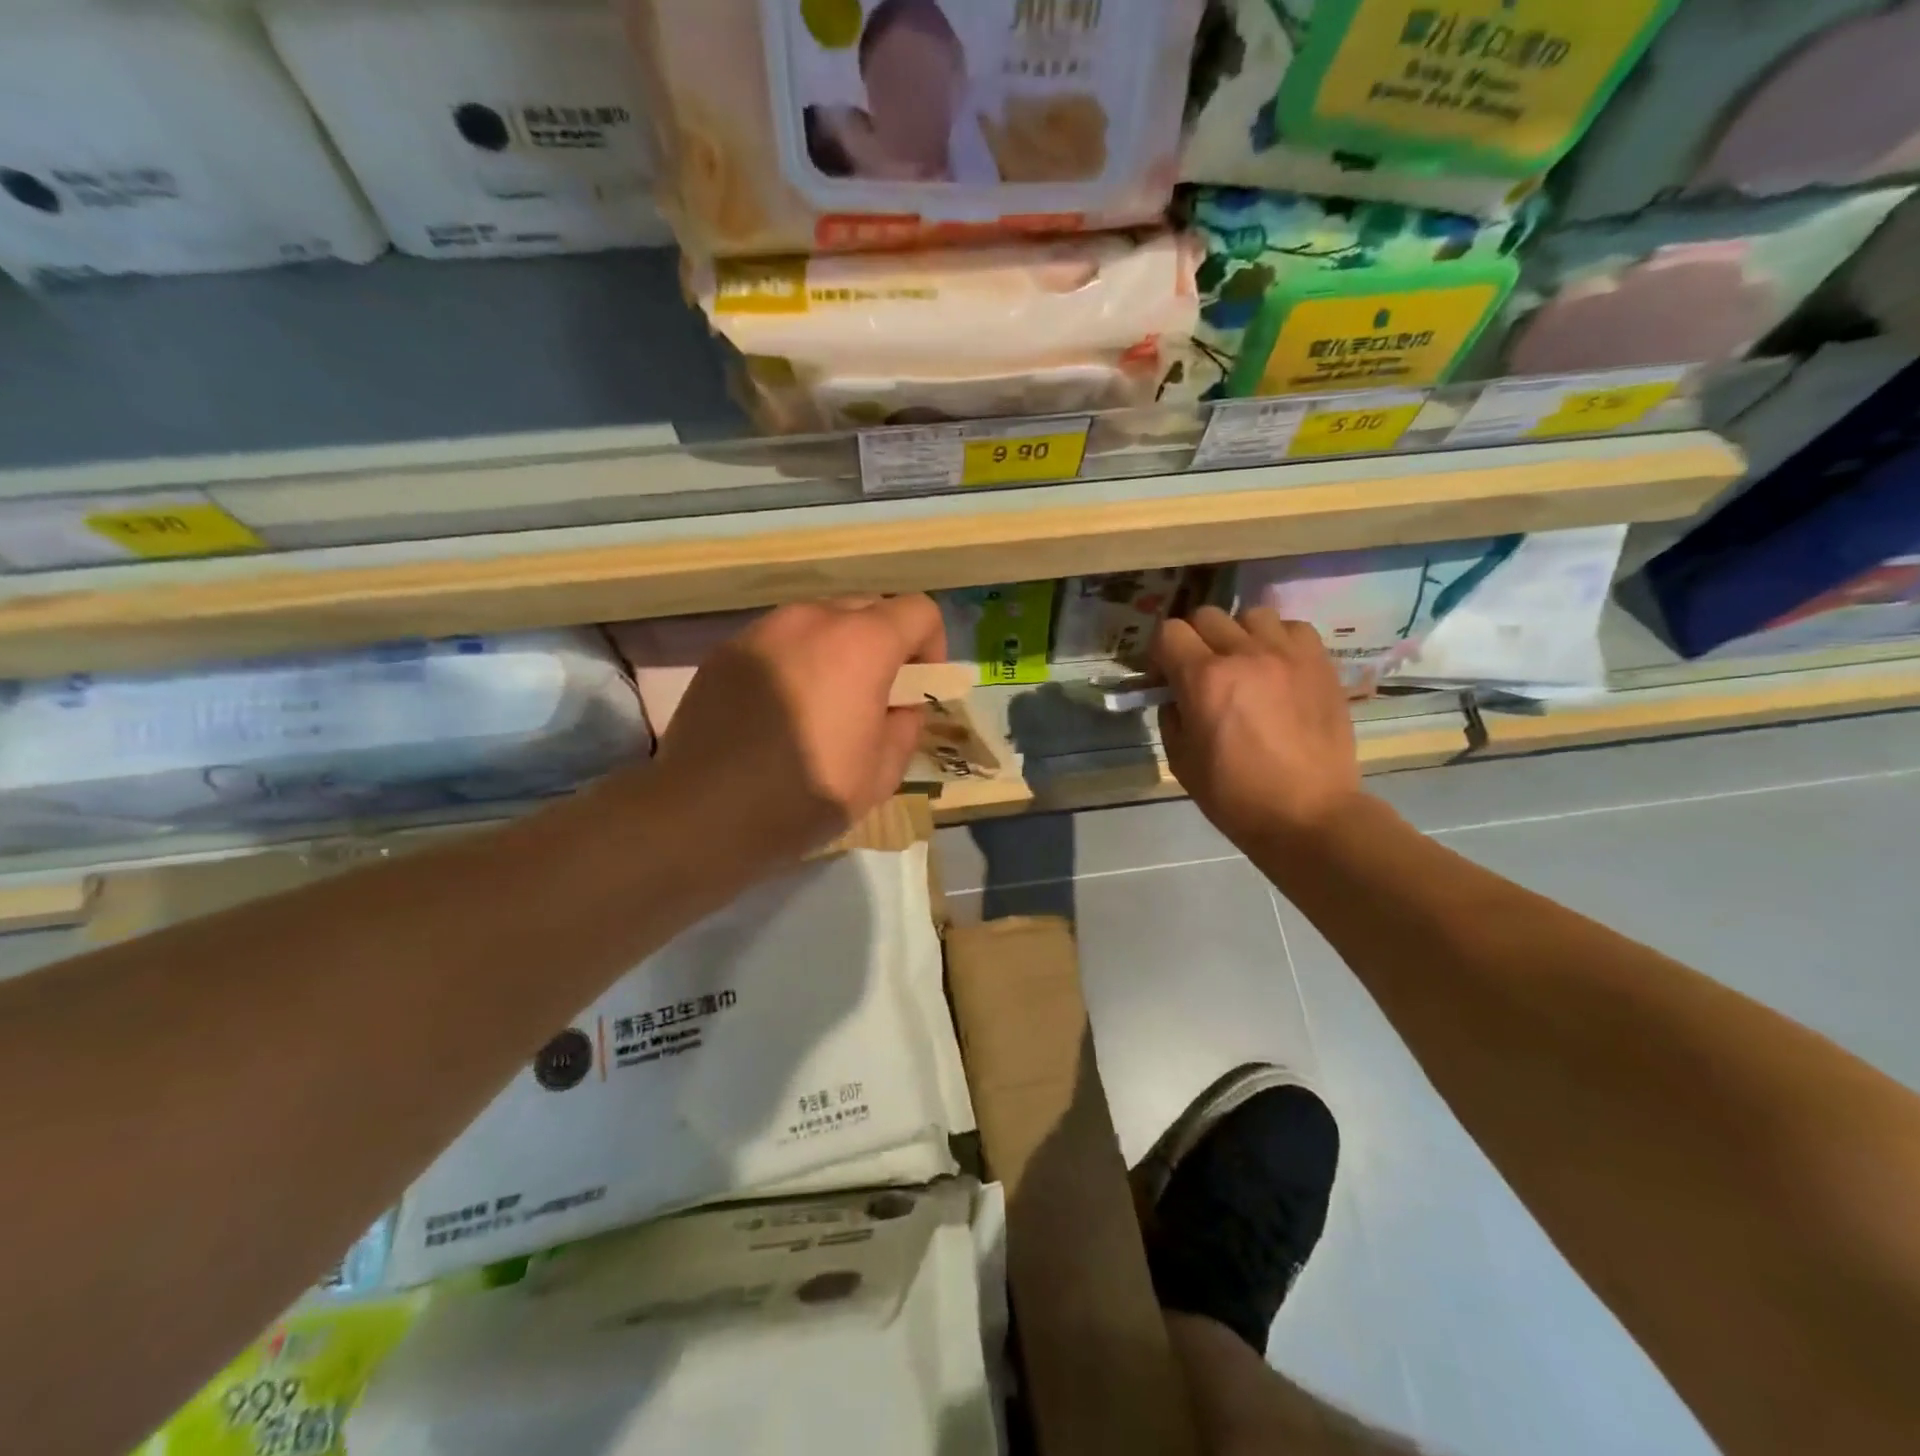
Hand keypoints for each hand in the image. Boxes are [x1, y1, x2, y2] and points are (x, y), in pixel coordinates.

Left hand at [651, 595, 945, 873]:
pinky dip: (793, 662)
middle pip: (867, 608)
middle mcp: (811, 619)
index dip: (931, 646)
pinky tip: (778, 711)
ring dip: (836, 650)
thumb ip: (905, 727)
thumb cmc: (805, 795)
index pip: (918, 611)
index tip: (917, 687)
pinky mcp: (725, 651)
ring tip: (822, 703)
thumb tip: (900, 707)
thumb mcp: (881, 774)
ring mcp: (762, 631)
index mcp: (861, 644)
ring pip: (818, 621)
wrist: (703, 814)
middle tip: (873, 696)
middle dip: (883, 644)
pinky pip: (777, 641)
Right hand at [1151, 607, 1363, 851]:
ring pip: (1251, 614)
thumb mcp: (1182, 760)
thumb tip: (1176, 695)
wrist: (1308, 814)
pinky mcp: (1321, 663)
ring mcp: (1288, 654)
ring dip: (1238, 634)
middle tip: (1199, 671)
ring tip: (1243, 663)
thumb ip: (1172, 715)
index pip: (1169, 632)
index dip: (1159, 652)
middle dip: (1193, 640)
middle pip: (1206, 616)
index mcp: (1204, 679)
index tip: (1164, 676)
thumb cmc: (1235, 795)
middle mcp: (1245, 654)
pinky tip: (1276, 666)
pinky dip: (1278, 639)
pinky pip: (1293, 628)